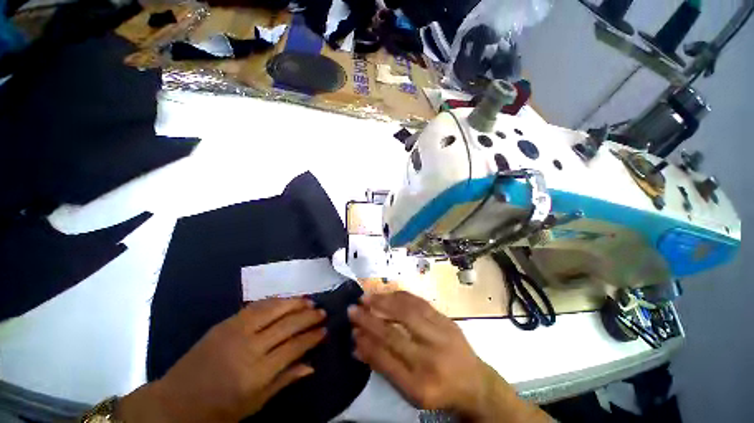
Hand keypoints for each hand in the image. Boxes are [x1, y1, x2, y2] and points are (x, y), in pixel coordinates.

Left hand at [118, 298, 326, 422]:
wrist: (175, 401)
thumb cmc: (218, 411)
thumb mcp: (254, 405)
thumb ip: (284, 380)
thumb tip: (311, 364)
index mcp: (256, 374)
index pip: (293, 346)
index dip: (312, 336)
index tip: (325, 330)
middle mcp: (249, 348)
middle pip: (287, 324)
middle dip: (308, 316)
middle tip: (322, 311)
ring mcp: (236, 331)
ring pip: (274, 309)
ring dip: (294, 303)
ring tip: (309, 300)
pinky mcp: (226, 323)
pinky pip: (257, 306)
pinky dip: (276, 301)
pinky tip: (286, 299)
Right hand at [348, 292, 549, 422]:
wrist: (474, 383)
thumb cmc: (438, 390)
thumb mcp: (410, 391)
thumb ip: (383, 366)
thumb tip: (358, 344)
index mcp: (420, 384)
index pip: (385, 358)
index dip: (365, 341)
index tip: (351, 329)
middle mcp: (430, 357)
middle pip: (394, 333)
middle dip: (370, 318)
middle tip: (353, 308)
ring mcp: (441, 335)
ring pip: (407, 311)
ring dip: (384, 301)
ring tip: (368, 296)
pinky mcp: (446, 320)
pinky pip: (420, 302)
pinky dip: (401, 296)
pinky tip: (389, 293)